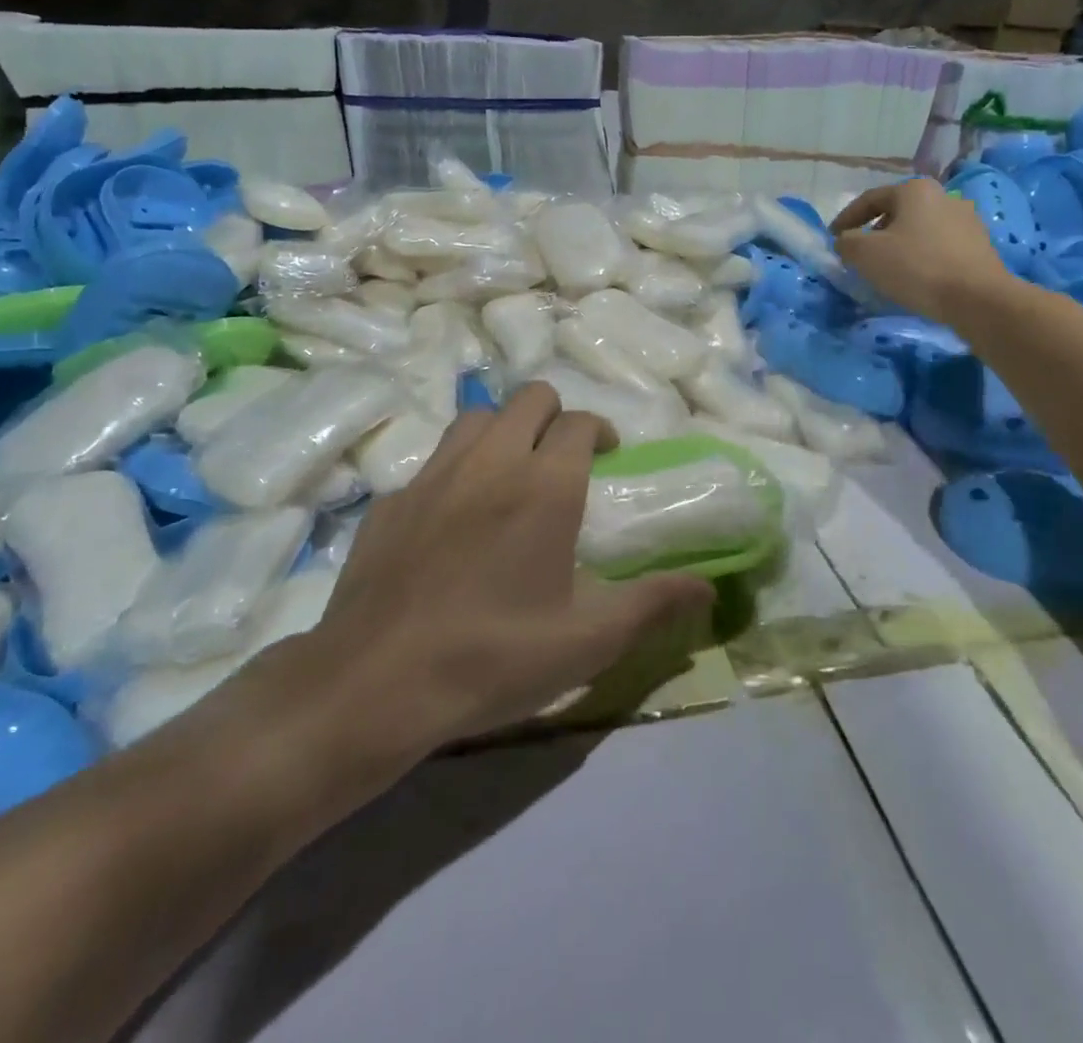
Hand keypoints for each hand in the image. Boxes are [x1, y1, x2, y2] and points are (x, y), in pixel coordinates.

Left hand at [243, 384, 713, 777]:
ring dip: (505, 430)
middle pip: (530, 397)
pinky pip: (434, 461)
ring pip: (478, 416)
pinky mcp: (392, 499)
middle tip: (564, 459)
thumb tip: (708, 588)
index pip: (580, 422)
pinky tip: (454, 518)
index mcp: (544, 485)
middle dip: (555, 415)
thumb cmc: (494, 658)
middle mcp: (490, 461)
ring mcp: (434, 474)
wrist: (375, 684)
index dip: (600, 431)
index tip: (608, 456)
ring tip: (511, 474)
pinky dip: (457, 469)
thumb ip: (653, 604)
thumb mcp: (588, 641)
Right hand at [830, 178, 1011, 322]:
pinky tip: (916, 277)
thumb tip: (845, 241)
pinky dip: (922, 256)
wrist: (978, 298)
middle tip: (860, 254)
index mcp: (915, 190)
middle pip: (898, 212)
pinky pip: (939, 245)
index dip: (846, 218)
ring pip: (920, 229)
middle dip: (875, 231)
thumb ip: (847, 243)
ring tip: (888, 268)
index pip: (870, 199)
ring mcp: (966, 219)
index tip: (833, 238)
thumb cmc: (917, 268)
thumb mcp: (866, 255)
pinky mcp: (980, 245)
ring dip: (900, 244)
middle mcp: (943, 196)